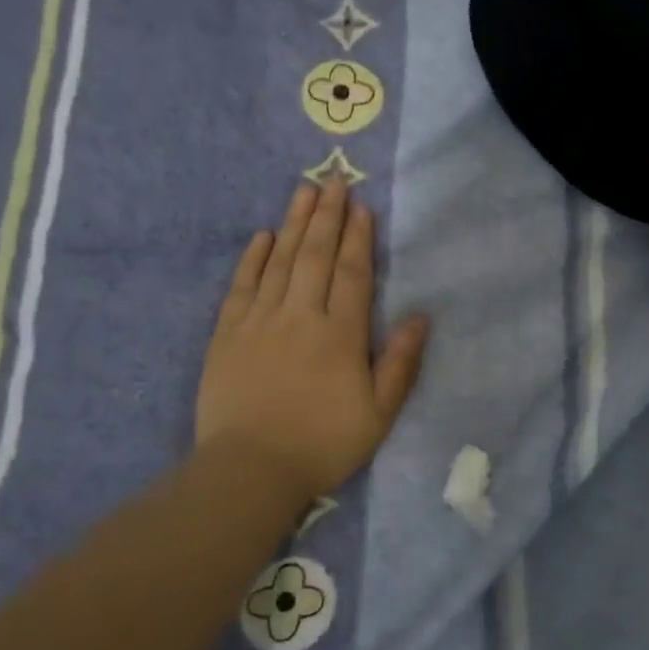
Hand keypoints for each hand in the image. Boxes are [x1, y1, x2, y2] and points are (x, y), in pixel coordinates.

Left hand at [196, 179, 429, 505]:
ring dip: (293, 223)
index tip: (360, 206)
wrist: (250, 470)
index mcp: (340, 334)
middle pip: (315, 255)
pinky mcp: (227, 335)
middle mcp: (300, 316)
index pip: (351, 273)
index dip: (357, 238)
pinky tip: (262, 236)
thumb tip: (421, 316)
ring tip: (303, 190)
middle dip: (327, 215)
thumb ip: (400, 362)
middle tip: (334, 178)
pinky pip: (241, 286)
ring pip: (280, 261)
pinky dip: (252, 258)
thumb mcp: (378, 413)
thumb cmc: (322, 444)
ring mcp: (259, 322)